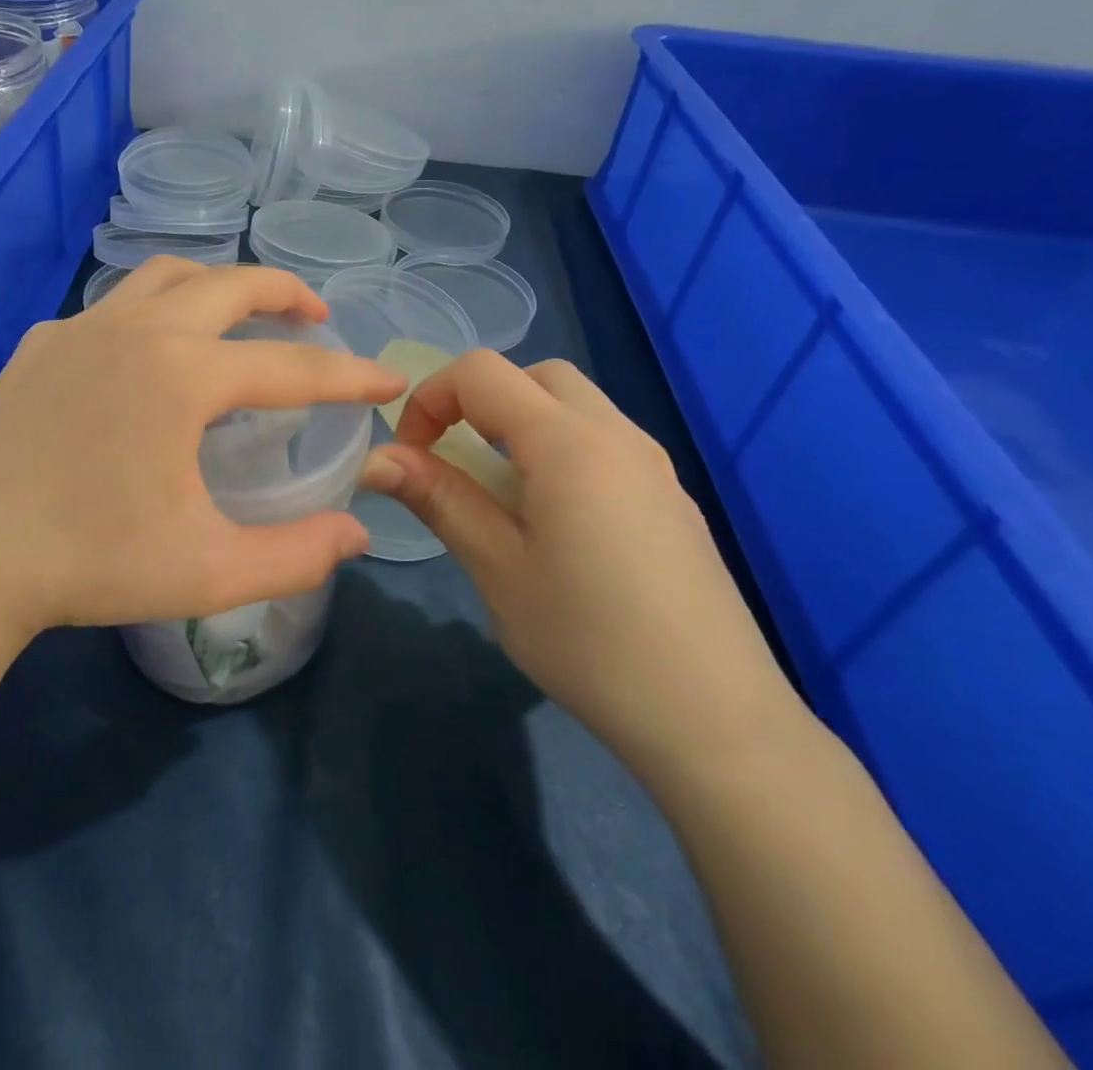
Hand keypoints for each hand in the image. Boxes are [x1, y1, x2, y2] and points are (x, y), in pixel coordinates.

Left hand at [0, 259, 405, 652]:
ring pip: (167, 277)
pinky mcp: (42, 343)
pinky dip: (152, 313)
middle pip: (231, 285)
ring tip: (241, 313)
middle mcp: (138, 330)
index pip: (292, 367)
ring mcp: (82, 328)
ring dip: (217, 286)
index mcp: (183, 375)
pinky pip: (114, 308)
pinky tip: (149, 355)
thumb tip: (357, 534)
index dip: (350, 376)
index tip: (389, 380)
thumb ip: (296, 555)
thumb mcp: (209, 571)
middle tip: (317, 317)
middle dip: (286, 294)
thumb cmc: (91, 563)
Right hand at [358, 351, 802, 785]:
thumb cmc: (590, 642)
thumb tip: (376, 459)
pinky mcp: (671, 497)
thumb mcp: (498, 569)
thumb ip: (440, 498)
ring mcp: (653, 464)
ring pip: (575, 404)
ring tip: (501, 495)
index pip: (481, 372)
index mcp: (568, 442)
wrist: (716, 720)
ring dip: (521, 423)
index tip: (412, 457)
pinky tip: (557, 523)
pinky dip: (560, 449)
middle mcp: (617, 434)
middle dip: (479, 400)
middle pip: (534, 375)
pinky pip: (604, 441)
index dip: (431, 399)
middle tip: (456, 462)